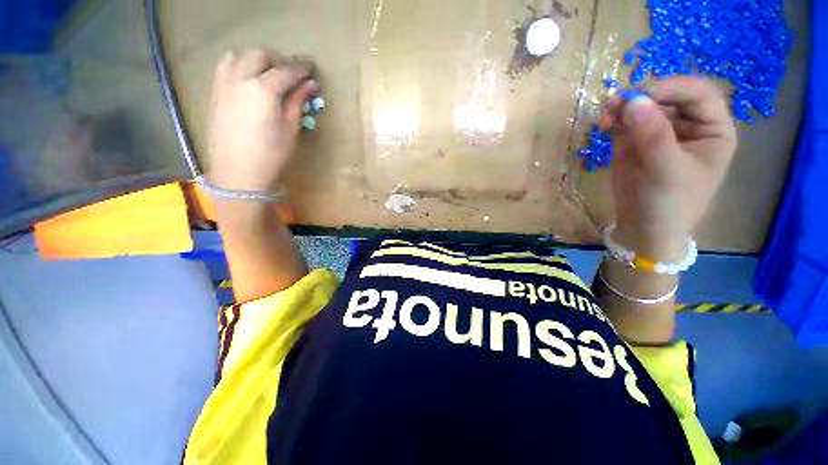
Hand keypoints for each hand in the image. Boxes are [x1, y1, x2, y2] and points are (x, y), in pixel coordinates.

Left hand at [207, 49, 319, 191]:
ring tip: (268, 75)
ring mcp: (224, 84)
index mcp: (263, 89)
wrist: (239, 173)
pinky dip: (239, 66)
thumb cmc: (272, 155)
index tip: (312, 67)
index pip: (286, 70)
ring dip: (257, 60)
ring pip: (239, 56)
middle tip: (292, 76)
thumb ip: (298, 102)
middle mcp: (240, 79)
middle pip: (260, 55)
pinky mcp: (215, 93)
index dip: (301, 68)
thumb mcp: (291, 129)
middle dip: (278, 61)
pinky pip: (225, 67)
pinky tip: (248, 80)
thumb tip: (311, 85)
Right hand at [598, 77, 737, 258]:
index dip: (672, 88)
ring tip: (605, 116)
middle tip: (616, 105)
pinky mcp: (636, 142)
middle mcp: (688, 126)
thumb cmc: (669, 203)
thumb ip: (653, 135)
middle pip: (668, 97)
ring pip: (644, 107)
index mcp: (712, 130)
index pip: (698, 94)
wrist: (644, 228)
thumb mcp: (666, 170)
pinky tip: (603, 124)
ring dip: (623, 107)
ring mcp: (660, 133)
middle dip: (643, 97)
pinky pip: (625, 122)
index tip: (641, 96)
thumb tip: (632, 101)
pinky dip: (613, 120)